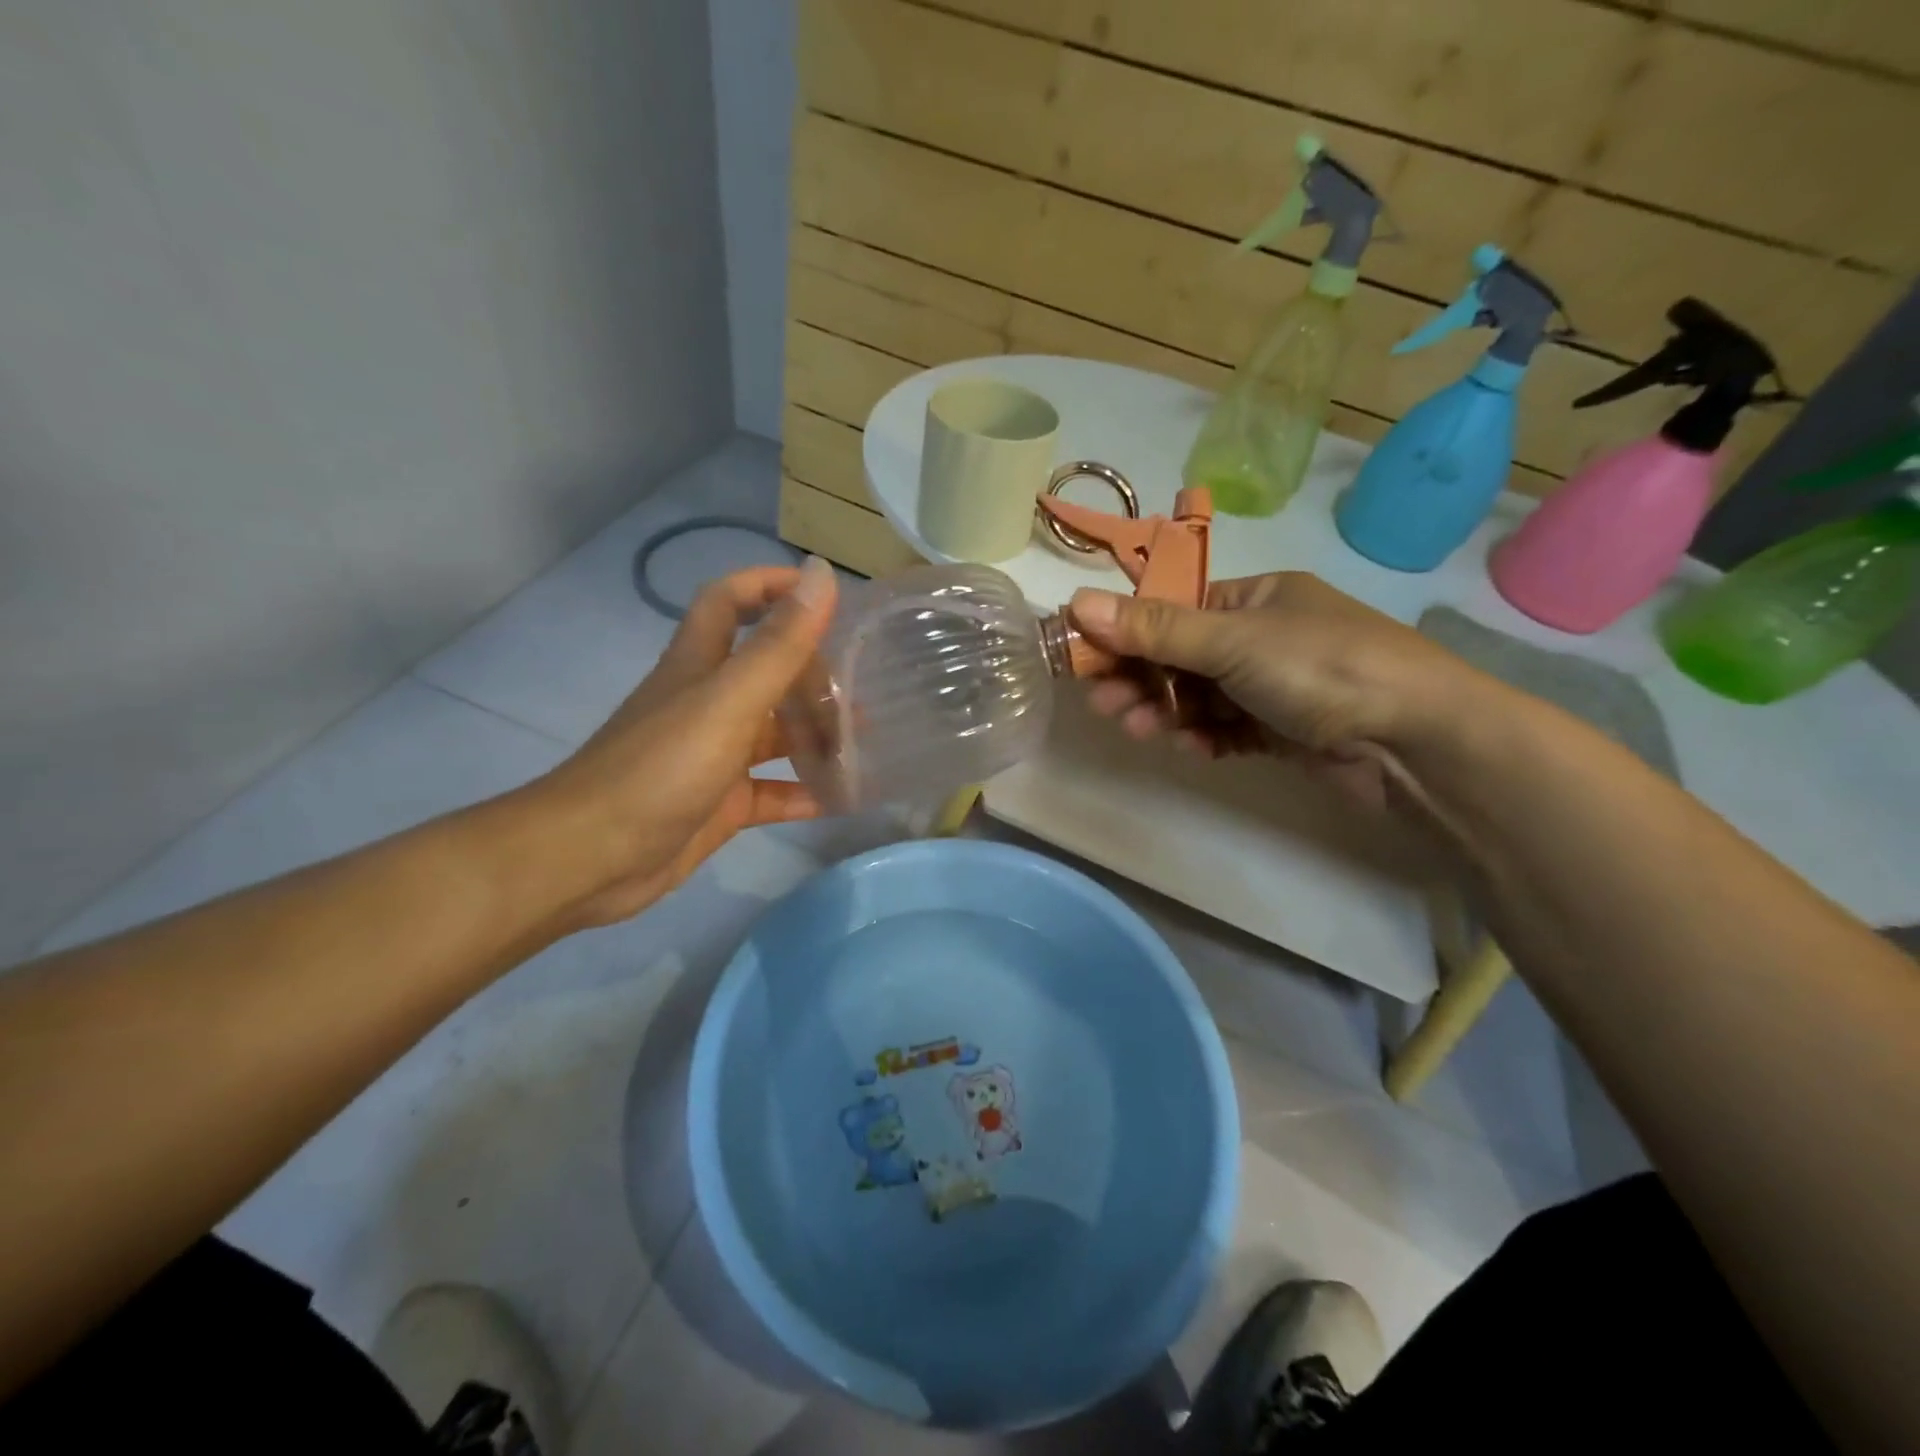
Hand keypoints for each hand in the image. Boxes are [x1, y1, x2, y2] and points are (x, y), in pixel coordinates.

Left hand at [535, 558, 837, 925]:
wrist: (592, 858)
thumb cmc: (661, 768)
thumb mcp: (727, 700)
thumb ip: (778, 645)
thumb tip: (821, 574)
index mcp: (700, 665)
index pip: (731, 601)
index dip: (770, 585)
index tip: (824, 593)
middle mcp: (707, 703)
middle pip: (765, 671)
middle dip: (812, 670)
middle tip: (865, 684)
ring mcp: (713, 757)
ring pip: (774, 733)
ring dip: (816, 733)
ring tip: (867, 739)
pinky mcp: (720, 804)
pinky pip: (772, 792)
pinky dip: (805, 792)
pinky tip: (843, 797)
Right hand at [1067, 572, 1475, 806]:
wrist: (1417, 741)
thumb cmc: (1322, 668)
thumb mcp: (1232, 641)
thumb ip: (1155, 628)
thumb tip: (1077, 603)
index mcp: (1257, 597)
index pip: (1175, 609)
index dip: (1128, 633)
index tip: (1086, 657)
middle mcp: (1265, 636)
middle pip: (1183, 656)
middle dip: (1142, 679)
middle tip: (1103, 703)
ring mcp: (1276, 685)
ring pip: (1202, 696)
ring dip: (1167, 711)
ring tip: (1136, 729)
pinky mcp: (1286, 730)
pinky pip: (1229, 728)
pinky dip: (1205, 736)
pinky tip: (1190, 747)